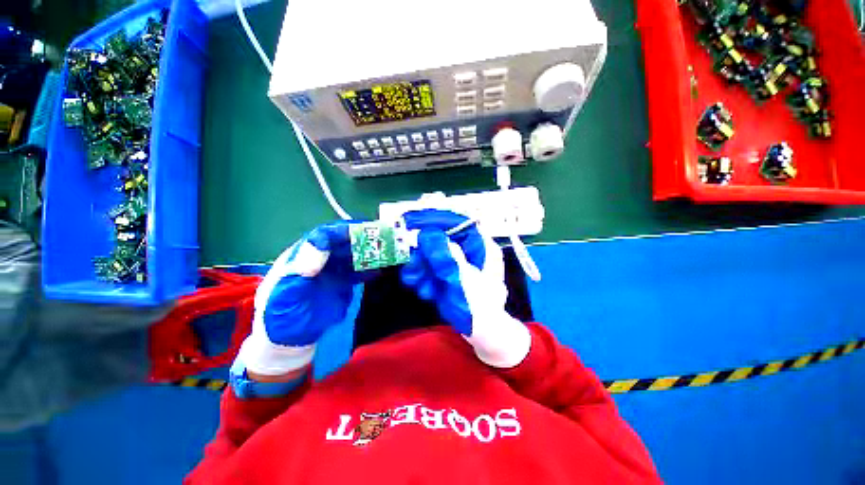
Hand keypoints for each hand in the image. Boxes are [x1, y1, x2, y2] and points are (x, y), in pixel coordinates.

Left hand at [237, 223, 367, 376]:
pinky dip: (368, 269)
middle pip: (341, 243)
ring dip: (366, 252)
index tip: (359, 230)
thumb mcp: (287, 294)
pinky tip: (379, 269)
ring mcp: (332, 271)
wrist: (291, 339)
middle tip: (379, 237)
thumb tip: (319, 247)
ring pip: (351, 255)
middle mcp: (319, 260)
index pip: (322, 236)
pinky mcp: (342, 283)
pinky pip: (357, 271)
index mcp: (301, 257)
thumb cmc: (282, 317)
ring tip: (383, 251)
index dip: (340, 231)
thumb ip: (302, 270)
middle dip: (359, 239)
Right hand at [400, 210, 530, 367]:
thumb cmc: (480, 304)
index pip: (460, 224)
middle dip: (428, 251)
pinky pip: (437, 268)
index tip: (418, 223)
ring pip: (438, 255)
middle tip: (414, 260)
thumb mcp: (463, 277)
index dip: (440, 221)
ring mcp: (462, 264)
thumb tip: (430, 233)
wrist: (483, 333)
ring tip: (418, 280)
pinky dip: (428, 276)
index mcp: (483, 247)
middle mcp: (472, 252)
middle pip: (445, 240)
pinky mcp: (453, 275)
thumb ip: (447, 254)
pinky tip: (424, 288)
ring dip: (425, 266)